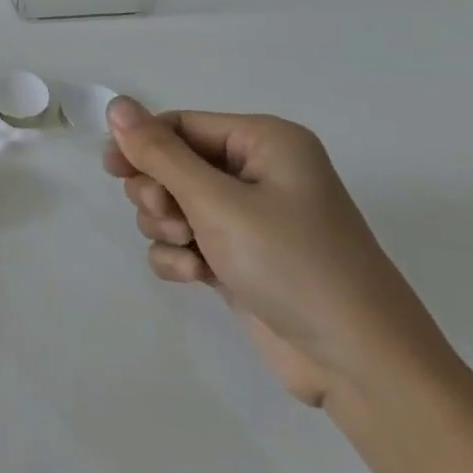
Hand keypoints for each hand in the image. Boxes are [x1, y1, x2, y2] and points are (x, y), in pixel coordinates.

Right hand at [104, 98, 450, 407]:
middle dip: (159, 193)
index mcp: (264, 142)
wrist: (361, 367)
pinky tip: (196, 277)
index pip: (181, 125)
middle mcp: (258, 173)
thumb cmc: (292, 264)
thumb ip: (159, 154)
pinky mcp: (240, 260)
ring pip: (173, 205)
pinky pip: (186, 242)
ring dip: (167, 227)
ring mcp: (249, 220)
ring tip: (190, 251)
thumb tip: (116, 104)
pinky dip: (180, 257)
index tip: (111, 170)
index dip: (142, 144)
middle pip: (172, 164)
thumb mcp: (217, 203)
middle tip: (170, 218)